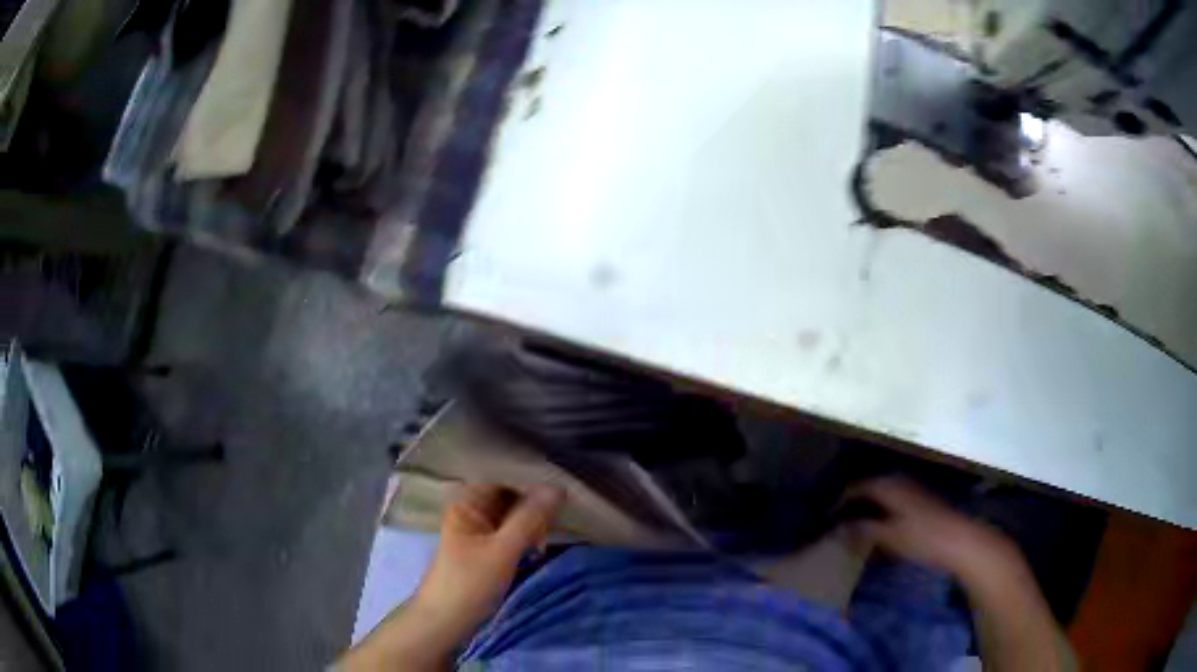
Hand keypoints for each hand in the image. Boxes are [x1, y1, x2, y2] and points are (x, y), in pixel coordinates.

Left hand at [339, 484, 563, 671]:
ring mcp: (479, 526)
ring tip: (547, 536)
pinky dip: (527, 533)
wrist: (445, 621)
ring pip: (514, 511)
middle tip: (555, 520)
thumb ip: (529, 518)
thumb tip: (558, 487)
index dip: (532, 476)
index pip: (504, 473)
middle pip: (511, 491)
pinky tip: (540, 543)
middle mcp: (472, 507)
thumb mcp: (503, 551)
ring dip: (533, 520)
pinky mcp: (486, 544)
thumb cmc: (469, 584)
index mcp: (467, 500)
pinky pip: (512, 528)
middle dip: (535, 502)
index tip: (563, 482)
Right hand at [846, 477, 1017, 579]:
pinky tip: (875, 526)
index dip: (838, 501)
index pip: (856, 487)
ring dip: (865, 507)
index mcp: (889, 485)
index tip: (824, 518)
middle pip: (868, 487)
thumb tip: (839, 527)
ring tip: (851, 525)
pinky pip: (890, 500)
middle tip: (835, 521)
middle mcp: (899, 480)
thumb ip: (863, 529)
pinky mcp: (919, 500)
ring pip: (880, 494)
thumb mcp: (889, 536)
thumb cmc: (923, 537)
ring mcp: (911, 489)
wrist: (960, 539)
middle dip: (851, 503)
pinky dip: (878, 510)